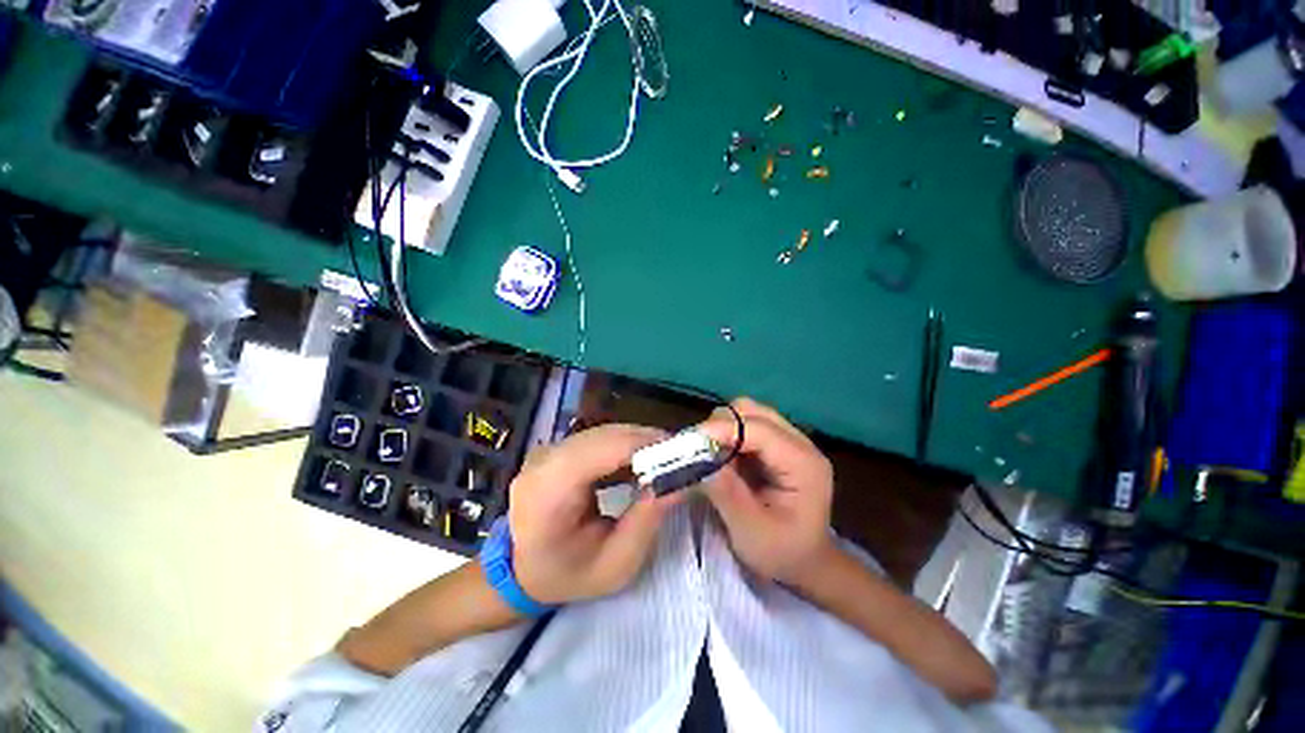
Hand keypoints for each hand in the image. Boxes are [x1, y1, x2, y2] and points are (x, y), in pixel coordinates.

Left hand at [509, 424, 683, 604]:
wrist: (522, 572)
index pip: (605, 449)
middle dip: (647, 442)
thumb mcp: (616, 564)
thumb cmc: (568, 577)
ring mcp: (547, 450)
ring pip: (604, 432)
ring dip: (638, 442)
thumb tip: (682, 479)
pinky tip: (639, 461)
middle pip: (606, 435)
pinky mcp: (555, 448)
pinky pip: (597, 437)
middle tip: (680, 457)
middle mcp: (544, 460)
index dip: (646, 445)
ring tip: (664, 460)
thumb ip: (648, 519)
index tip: (681, 454)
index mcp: (550, 491)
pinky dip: (623, 445)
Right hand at [698, 398, 834, 584]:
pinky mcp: (777, 445)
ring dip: (723, 429)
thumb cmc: (782, 553)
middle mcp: (799, 443)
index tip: (690, 442)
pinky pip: (746, 426)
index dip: (722, 429)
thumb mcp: (751, 531)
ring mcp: (789, 441)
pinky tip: (722, 459)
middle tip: (698, 451)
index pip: (758, 429)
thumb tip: (697, 458)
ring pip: (747, 414)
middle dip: (721, 426)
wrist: (806, 563)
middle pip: (753, 412)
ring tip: (710, 456)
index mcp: (802, 463)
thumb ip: (726, 492)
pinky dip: (728, 436)